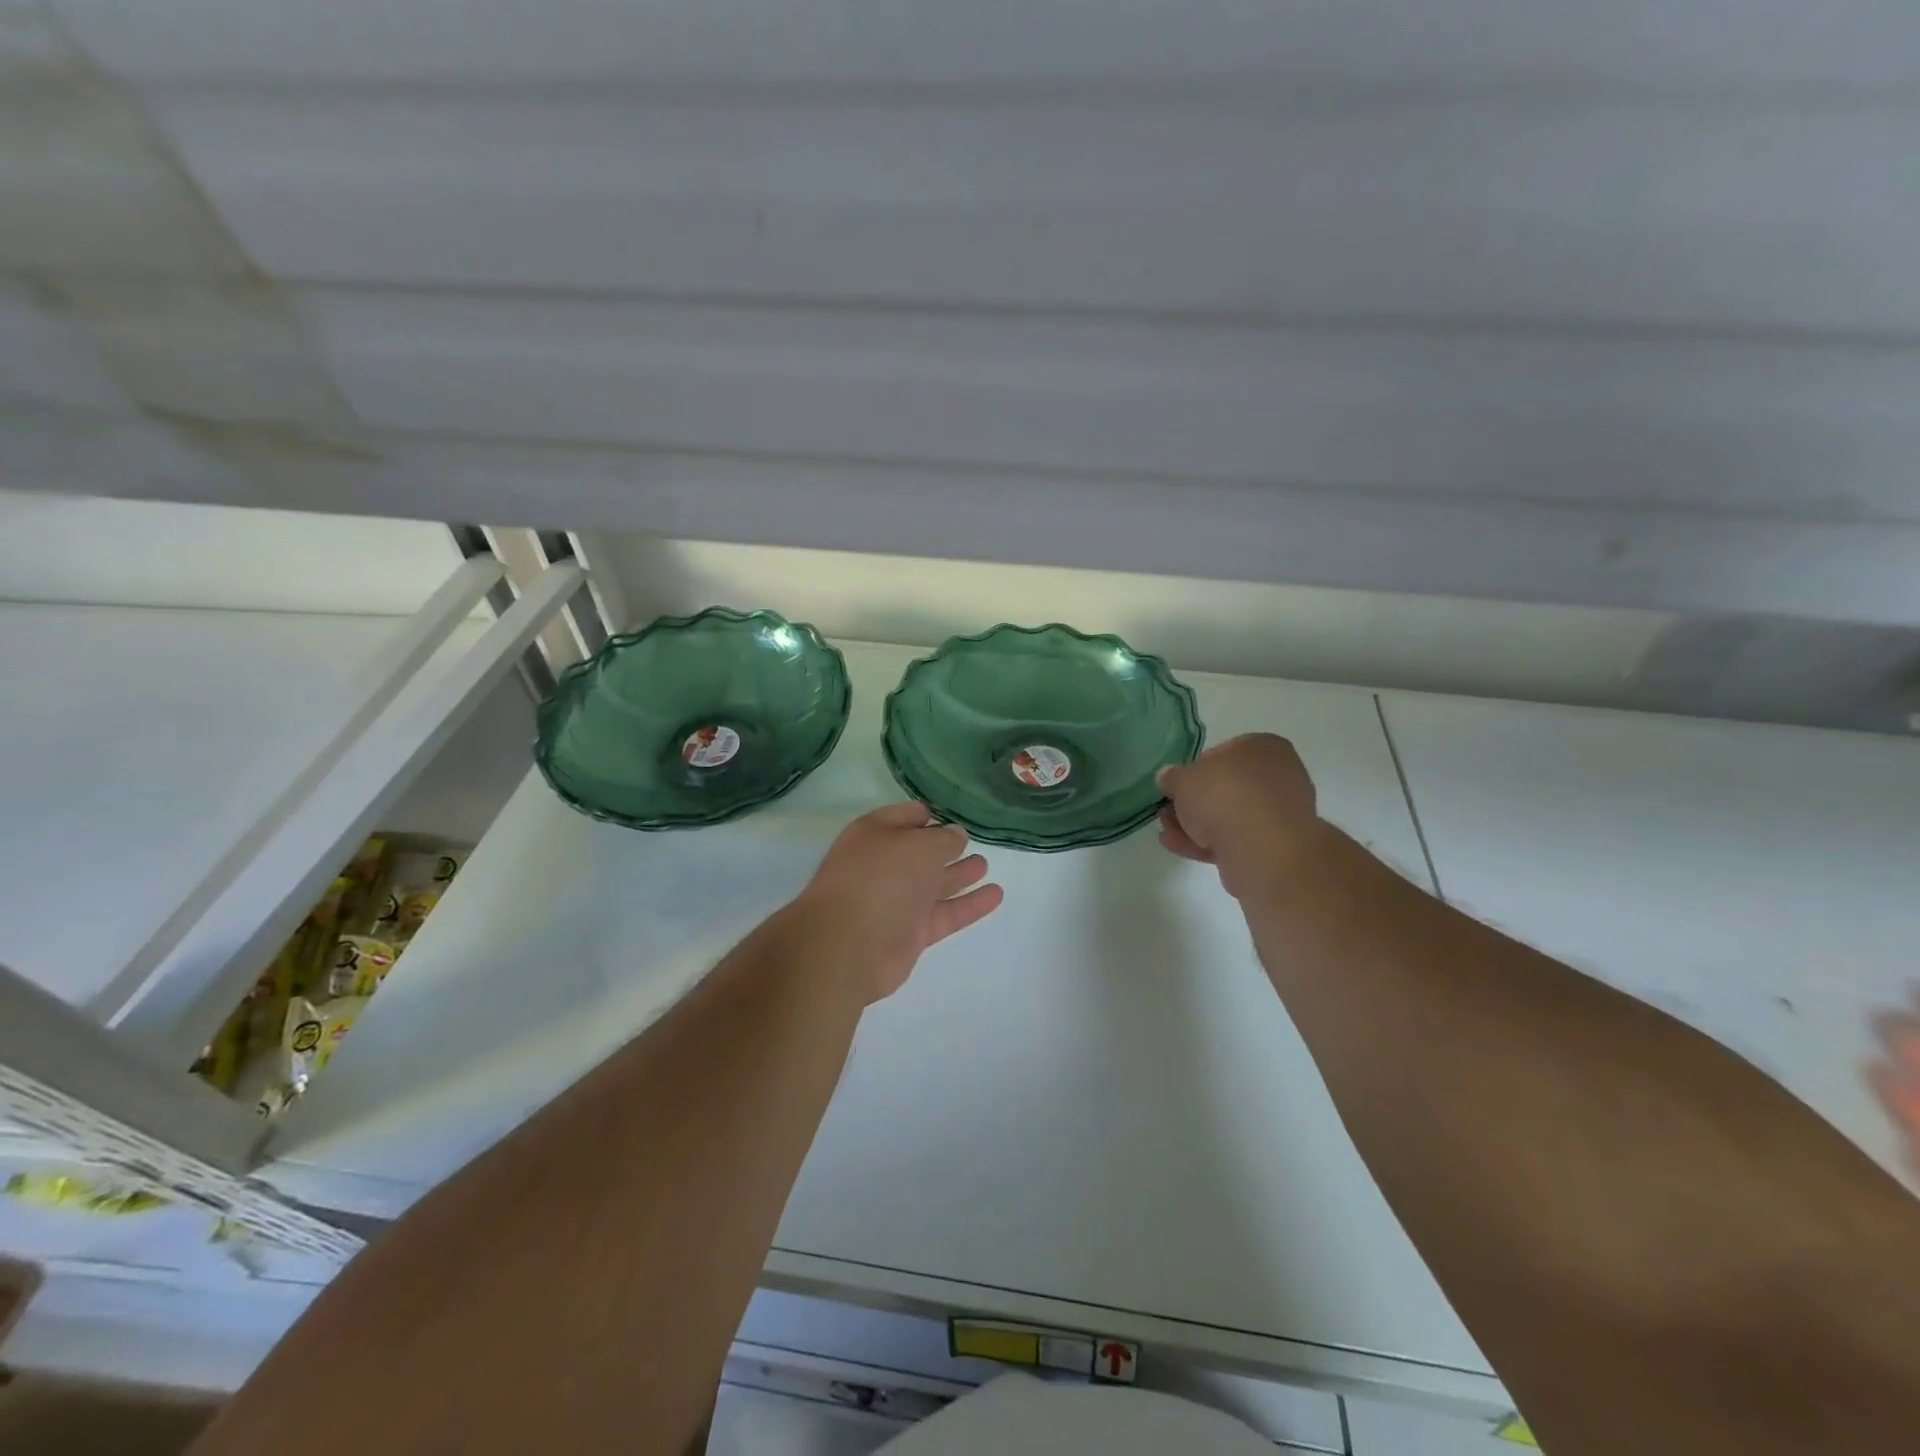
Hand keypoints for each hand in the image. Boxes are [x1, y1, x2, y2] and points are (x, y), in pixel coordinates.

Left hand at [794, 803, 1003, 1002]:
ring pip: (934, 884)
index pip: (903, 818)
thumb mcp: (918, 846)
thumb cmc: (880, 879)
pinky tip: (996, 895)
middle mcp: (884, 866)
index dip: (925, 815)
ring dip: (959, 874)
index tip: (951, 813)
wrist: (848, 945)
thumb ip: (943, 839)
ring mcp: (896, 902)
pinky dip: (970, 905)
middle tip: (972, 839)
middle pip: (919, 852)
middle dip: (944, 846)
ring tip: (985, 864)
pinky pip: (945, 914)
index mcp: (874, 835)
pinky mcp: (911, 933)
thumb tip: (957, 835)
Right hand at [1156, 733, 1319, 897]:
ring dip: (1196, 824)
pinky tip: (1178, 846)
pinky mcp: (1275, 846)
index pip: (1222, 753)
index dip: (1193, 769)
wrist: (1262, 848)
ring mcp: (1280, 813)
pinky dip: (1208, 842)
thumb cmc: (1223, 795)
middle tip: (1167, 811)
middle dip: (1194, 802)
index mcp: (1263, 747)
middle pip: (1226, 787)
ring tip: (1166, 832)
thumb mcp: (1183, 778)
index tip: (1176, 786)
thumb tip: (1169, 778)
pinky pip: (1236, 838)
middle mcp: (1279, 775)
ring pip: (1229, 815)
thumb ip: (1173, 777)